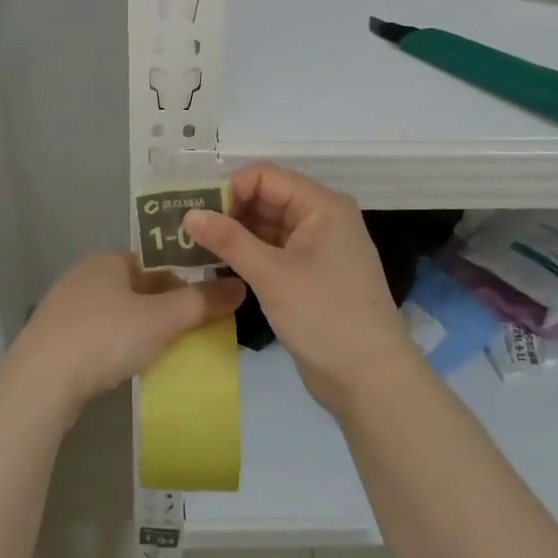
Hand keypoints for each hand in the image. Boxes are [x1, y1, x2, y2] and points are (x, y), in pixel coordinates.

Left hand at [10, 252, 245, 414]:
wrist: (41, 382)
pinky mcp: (53, 339)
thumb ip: (201, 303)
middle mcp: (83, 276)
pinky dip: (115, 347)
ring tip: (160, 353)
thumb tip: (240, 286)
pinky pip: (96, 336)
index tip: (201, 308)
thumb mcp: (161, 319)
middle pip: (135, 287)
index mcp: (107, 260)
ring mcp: (64, 308)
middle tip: (187, 334)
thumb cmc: (105, 337)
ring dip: (138, 329)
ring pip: (115, 313)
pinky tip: (124, 367)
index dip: (181, 282)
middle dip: (162, 309)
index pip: (154, 262)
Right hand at [183, 164, 418, 412]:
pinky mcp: (311, 276)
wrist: (371, 380)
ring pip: (268, 226)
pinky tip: (219, 266)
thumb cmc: (324, 316)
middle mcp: (322, 219)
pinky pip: (274, 252)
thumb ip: (229, 240)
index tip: (195, 213)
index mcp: (321, 206)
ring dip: (235, 235)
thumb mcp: (271, 274)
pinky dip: (248, 255)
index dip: (229, 189)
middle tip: (187, 231)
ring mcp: (318, 249)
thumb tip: (189, 214)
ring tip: (195, 247)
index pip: (265, 177)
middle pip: (266, 199)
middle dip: (228, 211)